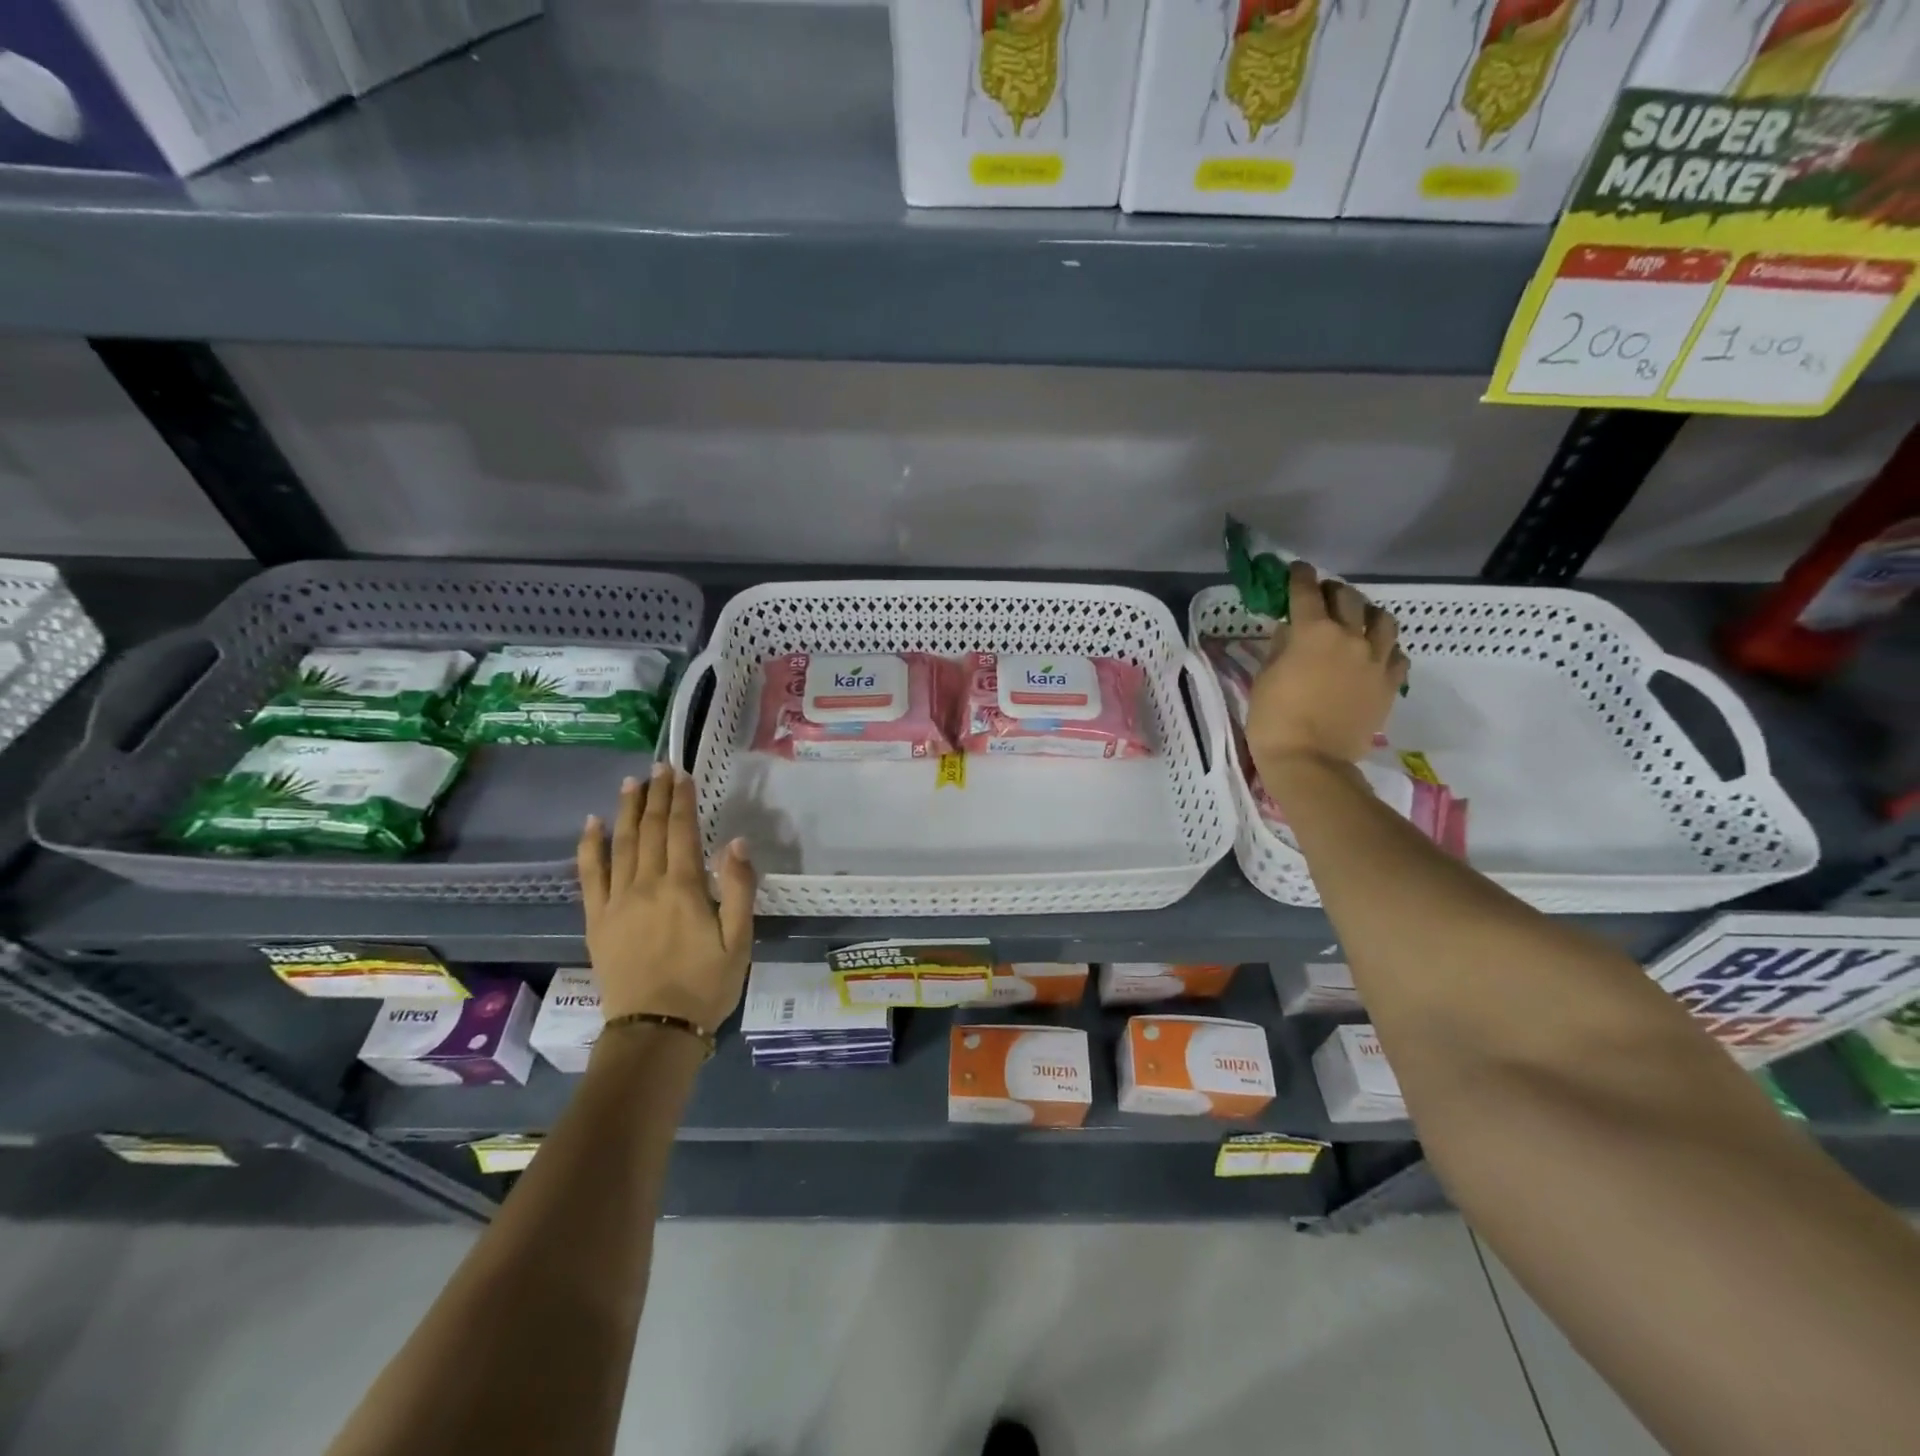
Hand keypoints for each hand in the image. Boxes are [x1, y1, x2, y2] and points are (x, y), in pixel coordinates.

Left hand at [576, 764, 756, 1031]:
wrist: (655, 1030)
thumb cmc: (706, 985)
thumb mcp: (739, 940)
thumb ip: (738, 889)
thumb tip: (736, 842)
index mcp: (683, 888)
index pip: (681, 831)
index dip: (682, 800)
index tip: (682, 773)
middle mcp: (646, 885)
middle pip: (649, 830)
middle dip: (656, 796)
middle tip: (659, 767)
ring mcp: (616, 902)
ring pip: (620, 845)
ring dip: (626, 811)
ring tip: (631, 783)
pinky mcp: (597, 920)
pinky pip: (589, 876)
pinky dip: (589, 847)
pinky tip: (591, 825)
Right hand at [1245, 560, 1407, 771]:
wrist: (1310, 762)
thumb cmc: (1274, 720)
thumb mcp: (1265, 678)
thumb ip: (1280, 647)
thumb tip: (1290, 630)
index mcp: (1313, 632)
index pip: (1306, 591)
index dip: (1299, 577)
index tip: (1295, 571)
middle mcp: (1350, 637)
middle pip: (1347, 598)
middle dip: (1332, 591)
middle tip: (1321, 597)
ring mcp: (1375, 660)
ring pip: (1382, 619)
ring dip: (1366, 614)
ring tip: (1356, 621)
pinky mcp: (1389, 684)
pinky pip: (1396, 654)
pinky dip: (1384, 647)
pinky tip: (1373, 655)